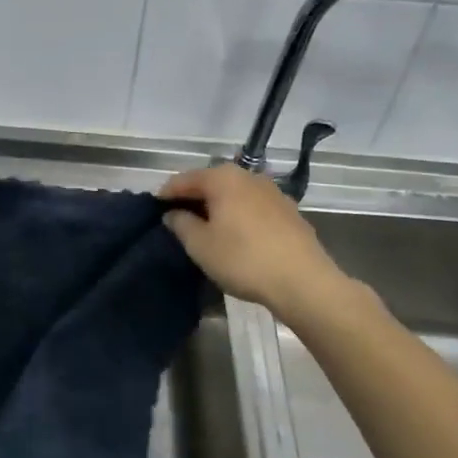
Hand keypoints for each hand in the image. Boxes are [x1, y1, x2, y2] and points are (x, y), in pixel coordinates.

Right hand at [160, 162, 355, 315]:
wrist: (304, 281)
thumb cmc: (243, 259)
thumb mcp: (200, 245)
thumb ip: (181, 224)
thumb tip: (173, 213)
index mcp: (223, 178)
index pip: (184, 179)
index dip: (166, 194)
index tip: (154, 209)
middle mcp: (248, 176)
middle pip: (211, 182)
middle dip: (193, 198)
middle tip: (177, 219)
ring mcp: (272, 192)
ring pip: (234, 194)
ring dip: (217, 207)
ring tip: (205, 228)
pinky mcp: (289, 211)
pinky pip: (252, 207)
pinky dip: (238, 215)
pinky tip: (235, 235)